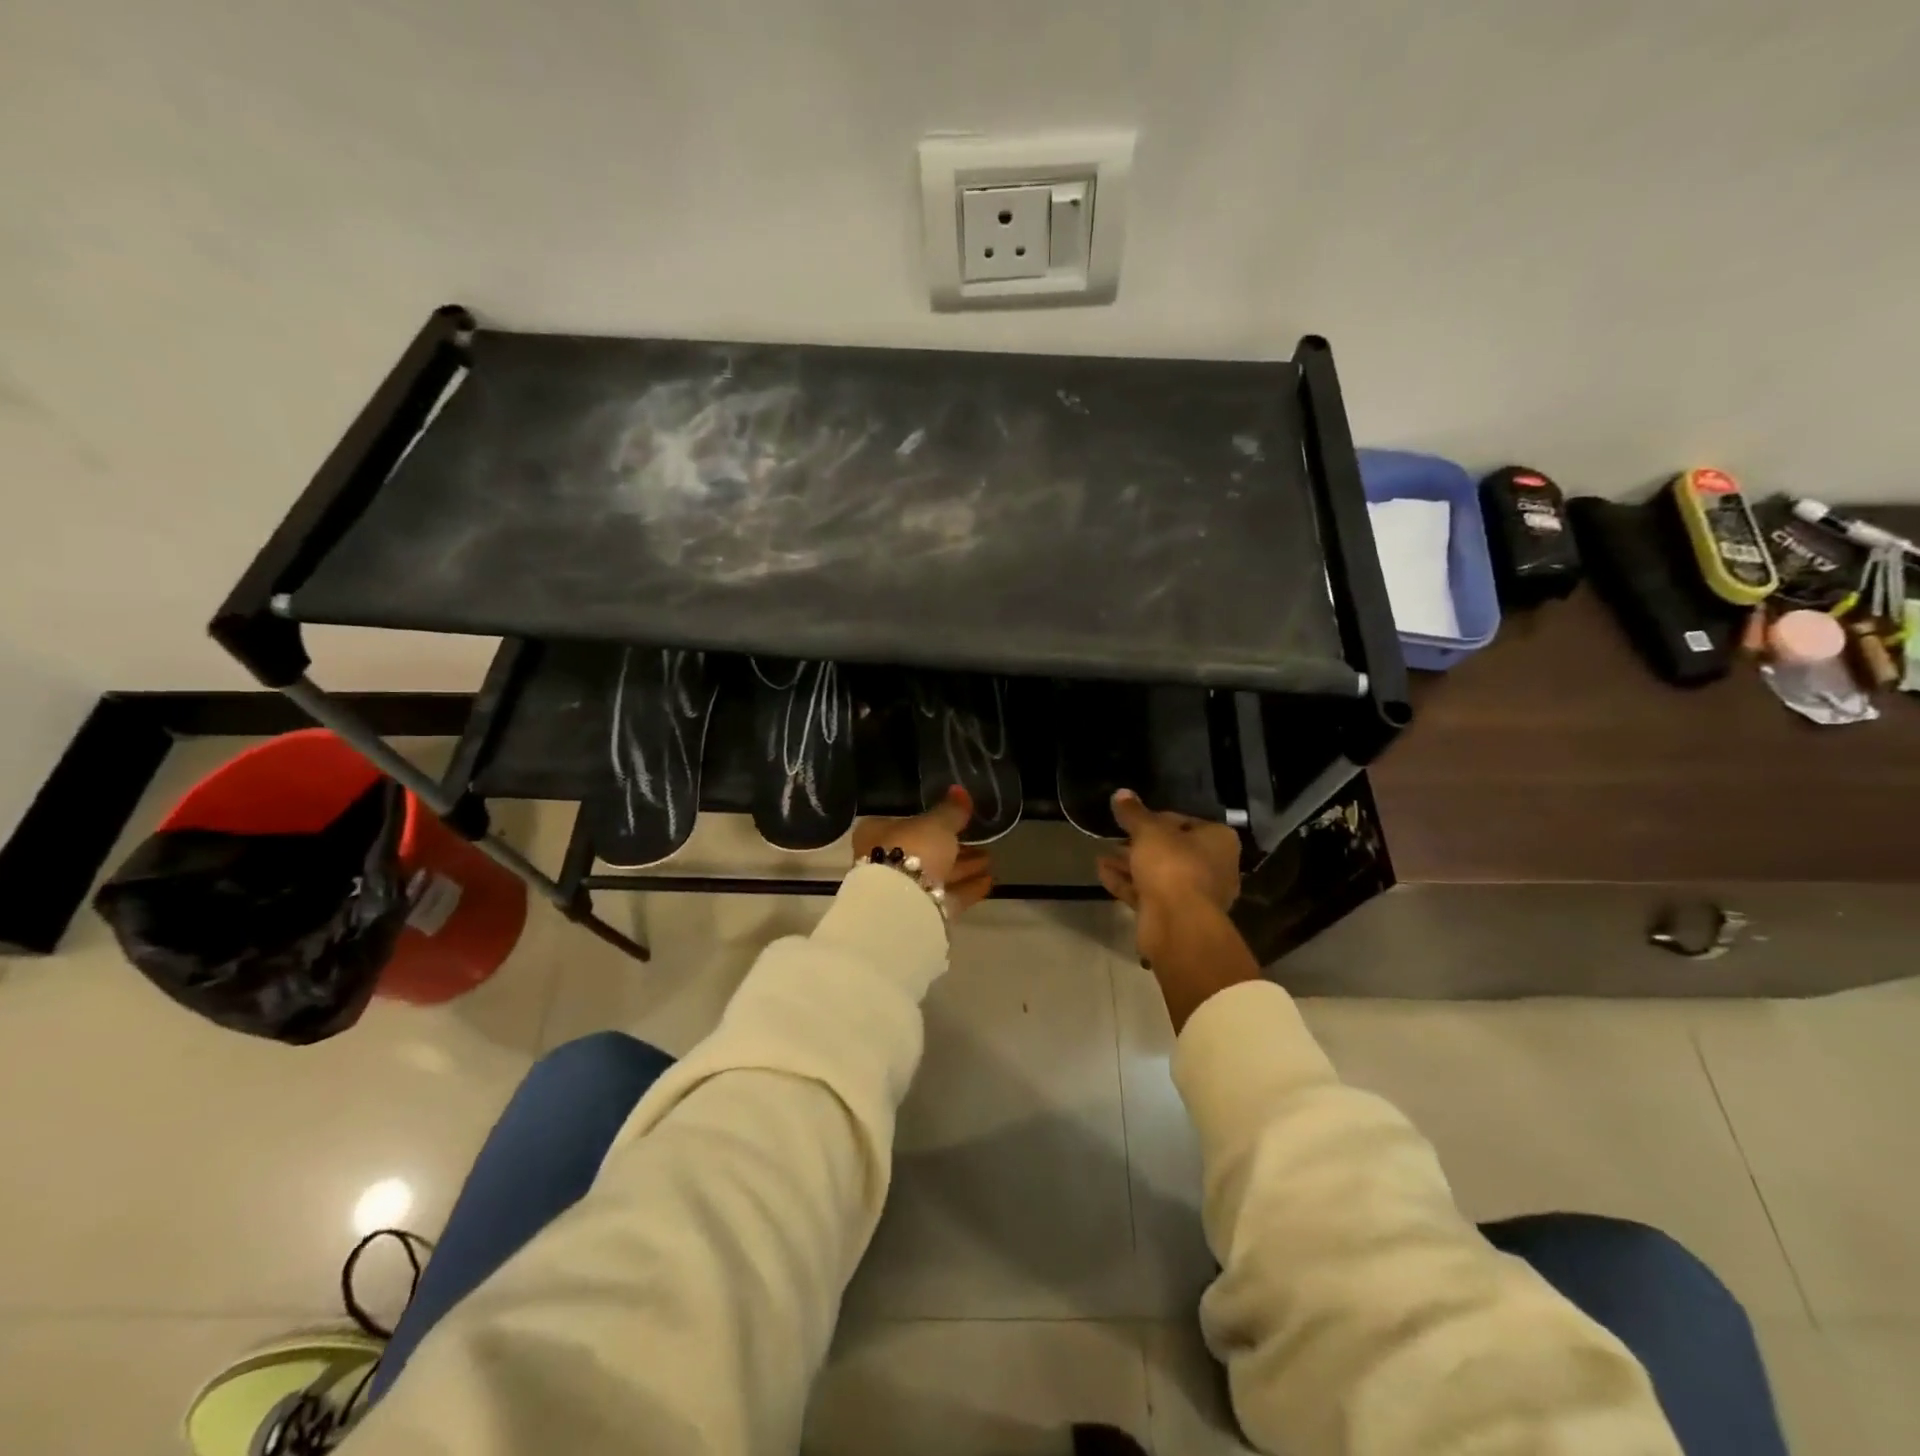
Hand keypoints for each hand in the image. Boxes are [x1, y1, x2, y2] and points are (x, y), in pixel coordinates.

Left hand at [852, 786, 994, 916]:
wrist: (902, 904)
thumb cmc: (913, 849)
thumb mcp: (936, 824)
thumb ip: (950, 810)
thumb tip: (960, 790)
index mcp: (878, 833)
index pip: (908, 823)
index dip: (933, 822)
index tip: (959, 821)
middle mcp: (885, 861)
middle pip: (925, 851)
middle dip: (954, 848)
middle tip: (981, 841)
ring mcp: (902, 889)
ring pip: (937, 875)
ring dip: (964, 868)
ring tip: (990, 859)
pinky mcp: (920, 912)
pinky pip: (946, 896)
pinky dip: (966, 888)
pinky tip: (989, 881)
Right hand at [1097, 789, 1242, 965]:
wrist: (1178, 925)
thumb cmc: (1173, 865)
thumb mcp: (1148, 831)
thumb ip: (1134, 813)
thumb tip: (1121, 793)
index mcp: (1219, 841)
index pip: (1186, 821)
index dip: (1157, 818)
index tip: (1133, 819)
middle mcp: (1213, 867)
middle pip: (1172, 849)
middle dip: (1140, 844)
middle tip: (1115, 837)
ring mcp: (1195, 895)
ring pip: (1158, 873)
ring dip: (1130, 864)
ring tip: (1102, 854)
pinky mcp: (1176, 915)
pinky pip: (1149, 893)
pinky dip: (1127, 882)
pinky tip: (1101, 872)